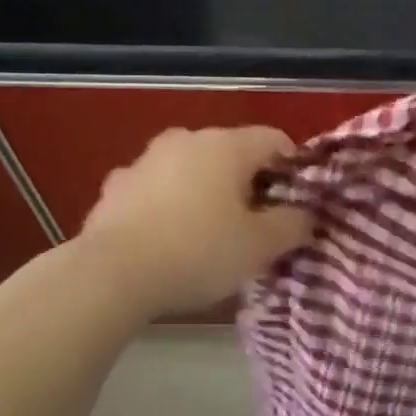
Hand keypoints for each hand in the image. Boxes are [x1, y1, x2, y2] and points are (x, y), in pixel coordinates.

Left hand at [76, 125, 311, 315]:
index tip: (295, 204)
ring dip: (205, 191)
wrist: (111, 275)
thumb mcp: (260, 246)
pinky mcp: (115, 186)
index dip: (292, 169)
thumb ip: (292, 225)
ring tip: (209, 232)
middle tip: (255, 224)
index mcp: (226, 145)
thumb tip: (304, 215)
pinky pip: (155, 189)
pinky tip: (166, 238)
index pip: (275, 140)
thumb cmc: (198, 253)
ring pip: (191, 169)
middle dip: (247, 182)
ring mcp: (145, 160)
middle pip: (231, 153)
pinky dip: (168, 204)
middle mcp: (186, 140)